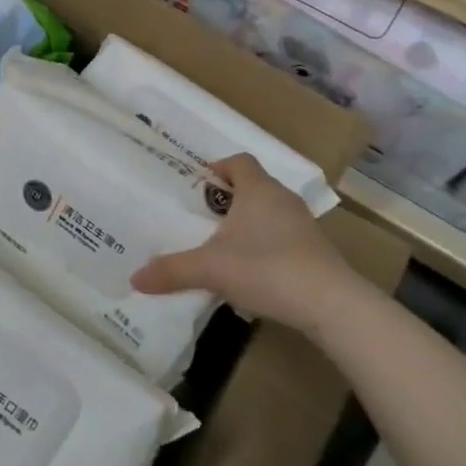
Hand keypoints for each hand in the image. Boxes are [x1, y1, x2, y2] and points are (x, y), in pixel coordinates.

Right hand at [131, 154, 369, 332]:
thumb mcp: (210, 269)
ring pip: (269, 211)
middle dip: (227, 198)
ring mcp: (303, 224)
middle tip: (201, 217)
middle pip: (253, 185)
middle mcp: (282, 199)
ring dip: (248, 222)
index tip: (198, 185)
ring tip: (222, 245)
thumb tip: (134, 278)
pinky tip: (252, 270)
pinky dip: (266, 244)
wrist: (330, 303)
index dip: (218, 168)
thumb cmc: (266, 268)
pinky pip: (283, 235)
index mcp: (258, 189)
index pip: (239, 161)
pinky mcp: (316, 250)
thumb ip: (172, 270)